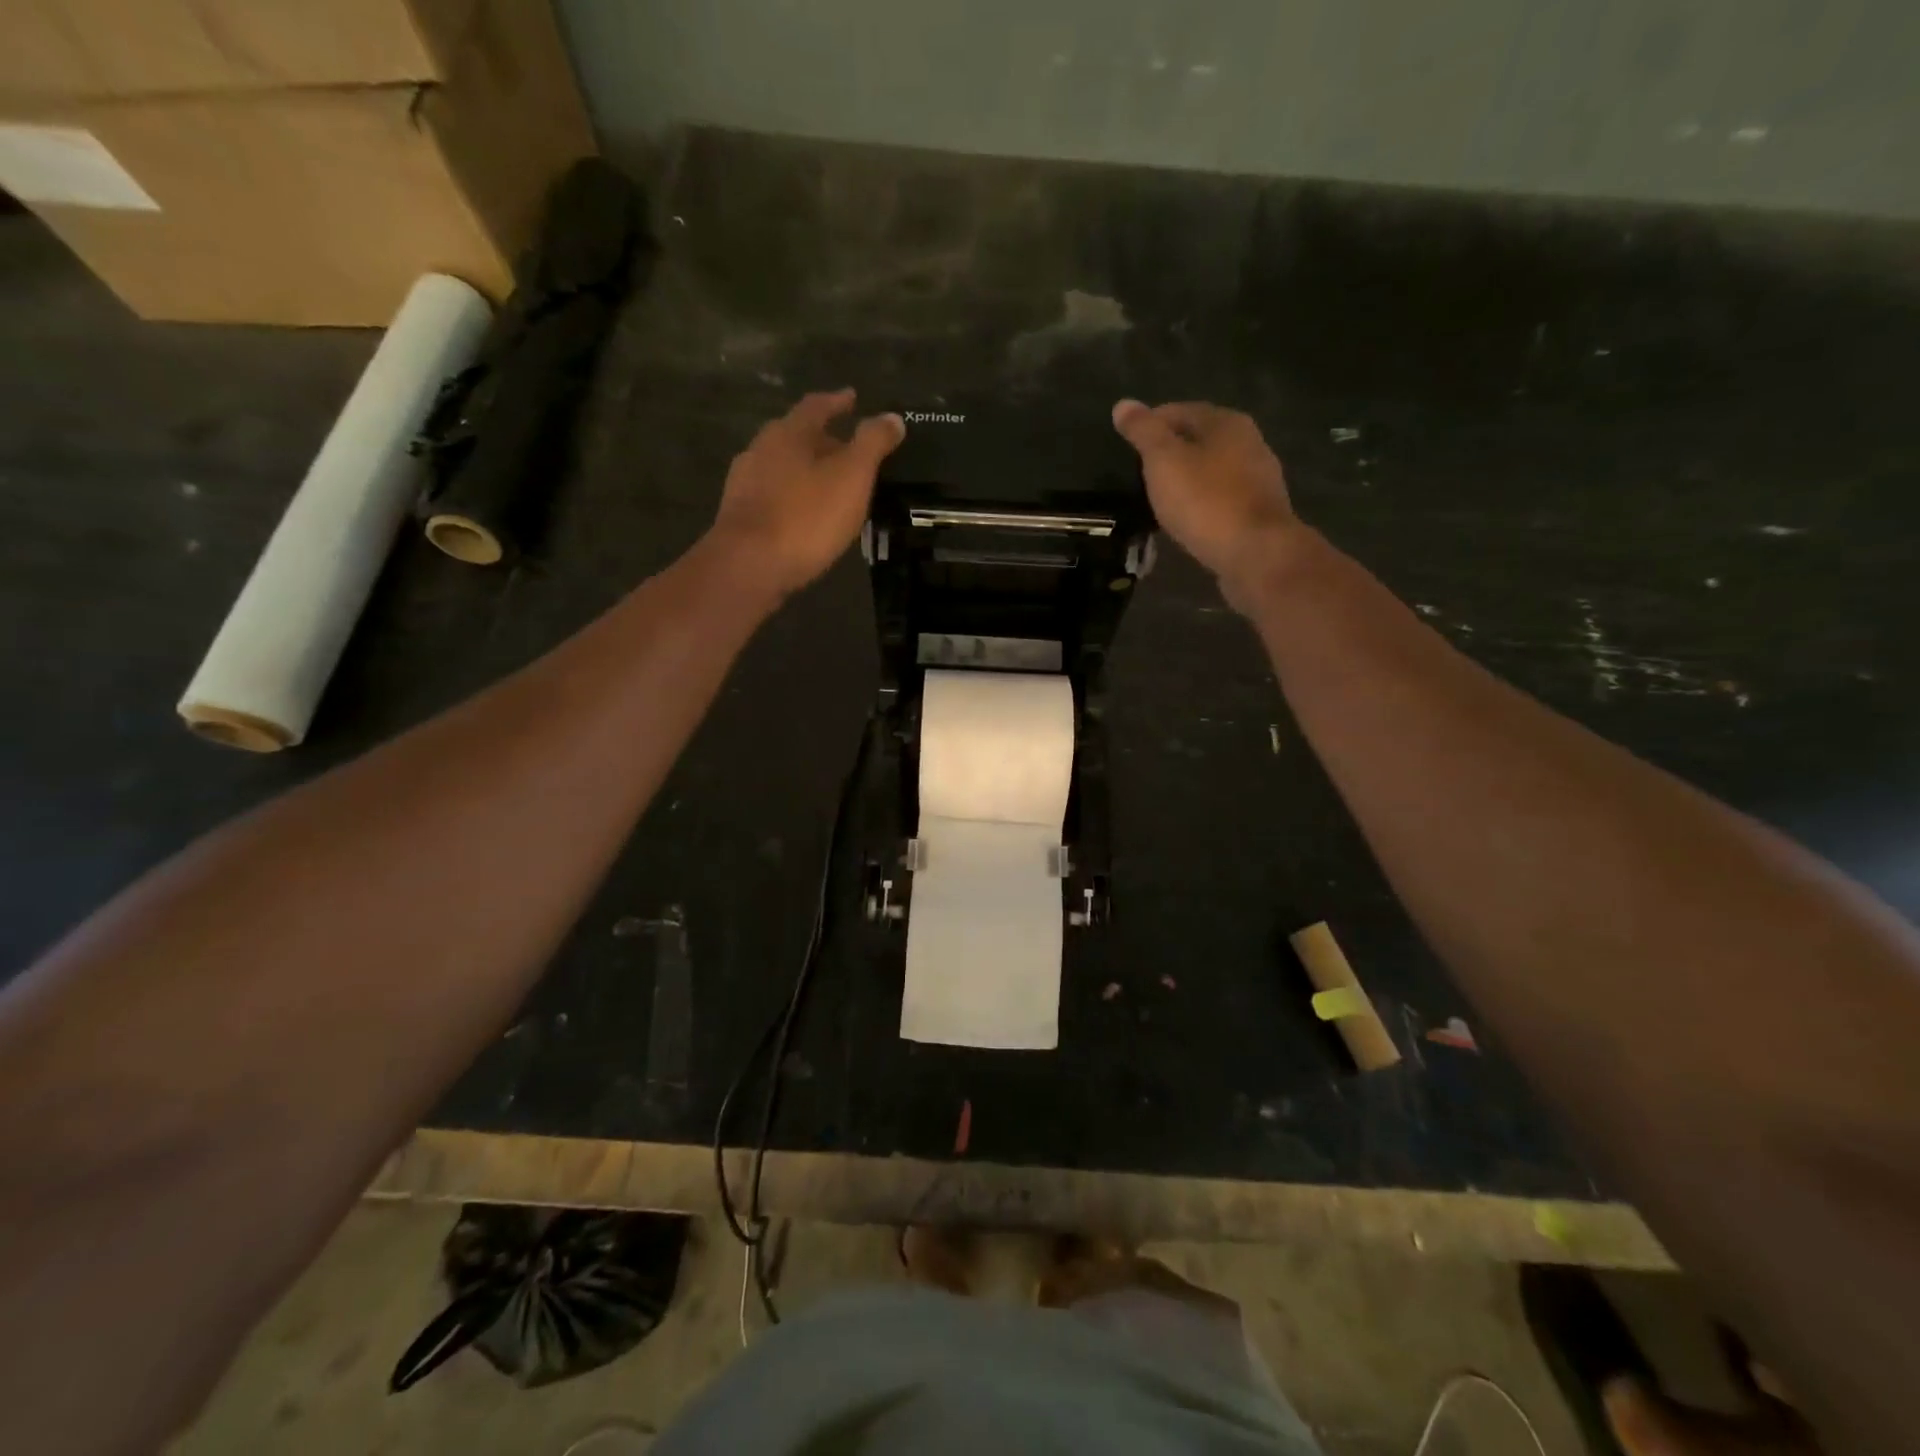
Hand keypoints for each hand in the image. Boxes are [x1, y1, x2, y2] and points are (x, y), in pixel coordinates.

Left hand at [708, 390, 904, 598]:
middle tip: (846, 448)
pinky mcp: (739, 515)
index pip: (816, 406)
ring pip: (781, 466)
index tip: (852, 399)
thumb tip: (892, 417)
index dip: (837, 402)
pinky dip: (792, 496)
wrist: (749, 565)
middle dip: (821, 439)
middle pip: (795, 435)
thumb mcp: (852, 477)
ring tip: (827, 483)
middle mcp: (760, 449)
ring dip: (804, 469)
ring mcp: (744, 483)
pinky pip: (772, 495)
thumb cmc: (806, 517)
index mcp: (789, 433)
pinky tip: (803, 513)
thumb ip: (873, 444)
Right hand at [1111, 400, 1298, 606]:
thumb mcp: (1164, 462)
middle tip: (1140, 473)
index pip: (1179, 410)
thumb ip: (1143, 432)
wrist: (1255, 553)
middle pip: (1199, 439)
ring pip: (1212, 469)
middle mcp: (1249, 442)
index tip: (1127, 447)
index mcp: (1226, 422)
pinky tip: (1187, 518)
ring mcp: (1258, 478)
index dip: (1150, 425)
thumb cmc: (1205, 501)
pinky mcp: (1259, 512)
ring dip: (1187, 479)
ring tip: (1160, 497)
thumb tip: (1122, 404)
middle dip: (1170, 452)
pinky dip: (1202, 502)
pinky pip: (1221, 498)